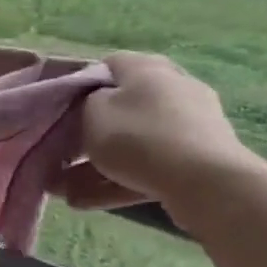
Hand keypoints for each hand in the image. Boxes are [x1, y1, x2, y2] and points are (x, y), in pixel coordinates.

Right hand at [54, 52, 260, 213]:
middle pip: (122, 106)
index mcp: (147, 68)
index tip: (61, 109)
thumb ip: (85, 103)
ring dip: (98, 163)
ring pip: (133, 141)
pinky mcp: (198, 158)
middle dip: (90, 131)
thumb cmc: (138, 138)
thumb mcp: (92, 113)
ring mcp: (191, 124)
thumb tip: (93, 105)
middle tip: (63, 152)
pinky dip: (119, 180)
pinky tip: (85, 202)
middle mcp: (173, 88)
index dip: (80, 85)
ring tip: (64, 188)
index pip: (108, 65)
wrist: (205, 183)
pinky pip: (149, 165)